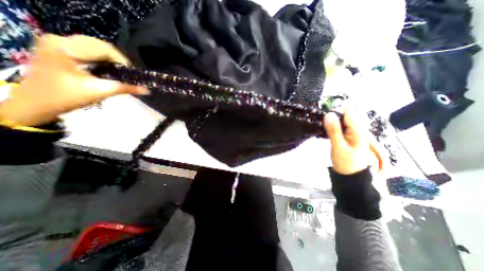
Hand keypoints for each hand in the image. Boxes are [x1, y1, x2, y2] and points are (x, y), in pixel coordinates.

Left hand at [0, 34, 146, 125]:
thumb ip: (125, 88)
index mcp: (64, 47)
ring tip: (119, 71)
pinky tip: (107, 68)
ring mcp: (56, 42)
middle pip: (99, 45)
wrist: (37, 103)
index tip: (133, 73)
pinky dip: (100, 58)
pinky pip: (87, 49)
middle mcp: (59, 39)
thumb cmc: (67, 97)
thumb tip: (146, 90)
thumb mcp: (100, 91)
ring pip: (94, 46)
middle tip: (127, 73)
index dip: (122, 60)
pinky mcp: (57, 48)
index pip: (103, 48)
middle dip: (117, 59)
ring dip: (110, 58)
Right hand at [322, 109, 371, 174]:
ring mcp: (355, 132)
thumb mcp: (338, 146)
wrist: (350, 175)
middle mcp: (359, 129)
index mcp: (359, 130)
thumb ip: (334, 130)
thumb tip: (328, 114)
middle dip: (334, 116)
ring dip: (333, 121)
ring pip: (343, 120)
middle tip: (323, 123)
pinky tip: (327, 130)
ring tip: (324, 127)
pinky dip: (334, 126)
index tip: (325, 115)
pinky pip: (342, 126)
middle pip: (346, 115)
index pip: (349, 112)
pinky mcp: (350, 135)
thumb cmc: (345, 162)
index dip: (336, 110)